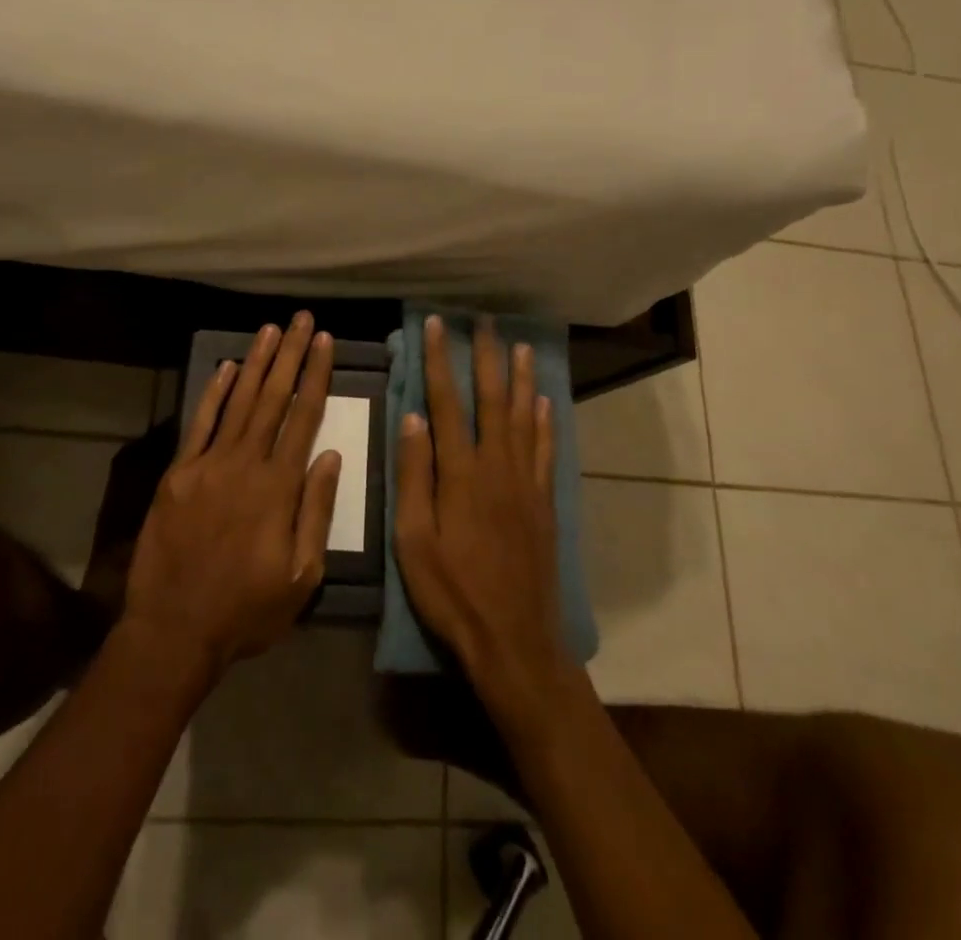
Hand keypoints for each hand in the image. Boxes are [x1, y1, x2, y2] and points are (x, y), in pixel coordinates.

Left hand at [122, 313, 341, 682]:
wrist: (173, 631)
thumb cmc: (247, 610)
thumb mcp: (302, 577)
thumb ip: (316, 511)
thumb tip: (329, 454)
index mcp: (278, 487)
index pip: (304, 416)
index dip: (316, 375)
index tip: (324, 342)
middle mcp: (245, 464)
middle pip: (273, 398)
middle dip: (290, 355)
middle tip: (302, 319)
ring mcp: (207, 465)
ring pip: (238, 401)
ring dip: (256, 362)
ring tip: (270, 329)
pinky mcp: (178, 474)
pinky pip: (199, 424)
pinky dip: (213, 393)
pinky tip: (226, 367)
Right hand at [394, 316, 571, 715]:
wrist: (514, 639)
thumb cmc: (452, 592)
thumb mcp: (413, 540)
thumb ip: (413, 476)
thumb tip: (413, 418)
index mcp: (460, 474)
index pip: (446, 403)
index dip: (439, 361)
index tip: (436, 326)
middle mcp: (497, 467)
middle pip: (492, 399)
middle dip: (487, 357)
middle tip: (485, 321)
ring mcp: (526, 483)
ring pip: (525, 417)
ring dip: (522, 378)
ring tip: (522, 346)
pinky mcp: (544, 503)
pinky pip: (547, 451)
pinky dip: (546, 422)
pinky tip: (546, 403)